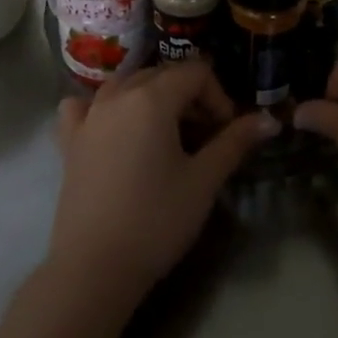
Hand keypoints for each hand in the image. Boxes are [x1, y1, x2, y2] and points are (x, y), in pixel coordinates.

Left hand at [50, 62, 278, 303]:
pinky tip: (114, 129)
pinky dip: (104, 108)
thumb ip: (234, 142)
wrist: (95, 265)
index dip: (219, 97)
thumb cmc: (157, 220)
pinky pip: (85, 107)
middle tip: (205, 138)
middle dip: (189, 97)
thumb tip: (269, 119)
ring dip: (152, 99)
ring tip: (167, 136)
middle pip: (161, 75)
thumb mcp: (204, 180)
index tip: (227, 133)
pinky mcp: (69, 140)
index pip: (195, 72)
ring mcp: (88, 116)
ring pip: (126, 85)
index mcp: (151, 98)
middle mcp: (116, 95)